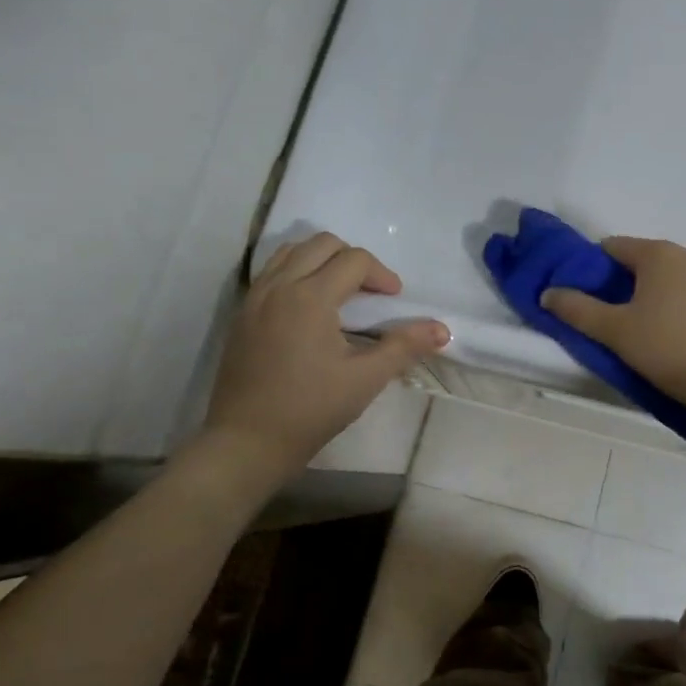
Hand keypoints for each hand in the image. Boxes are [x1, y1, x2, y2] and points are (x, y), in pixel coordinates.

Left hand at [201, 233, 449, 475]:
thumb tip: (443, 329)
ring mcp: (256, 298)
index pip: (354, 260)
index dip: (382, 275)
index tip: (395, 301)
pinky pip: (272, 272)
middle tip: (371, 294)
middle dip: (354, 260)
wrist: (247, 441)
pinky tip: (310, 310)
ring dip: (322, 261)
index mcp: (311, 297)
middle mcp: (280, 286)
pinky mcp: (243, 314)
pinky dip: (297, 273)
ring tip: (340, 294)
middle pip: (322, 244)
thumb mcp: (365, 378)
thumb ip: (404, 347)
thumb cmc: (311, 409)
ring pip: (292, 252)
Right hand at [541, 237, 685, 409]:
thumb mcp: (615, 332)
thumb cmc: (668, 349)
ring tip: (659, 332)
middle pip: (650, 262)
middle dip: (633, 283)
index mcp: (658, 254)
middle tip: (623, 319)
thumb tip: (548, 293)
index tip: (591, 296)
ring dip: (666, 296)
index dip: (597, 268)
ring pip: (681, 279)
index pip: (615, 247)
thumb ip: (577, 310)